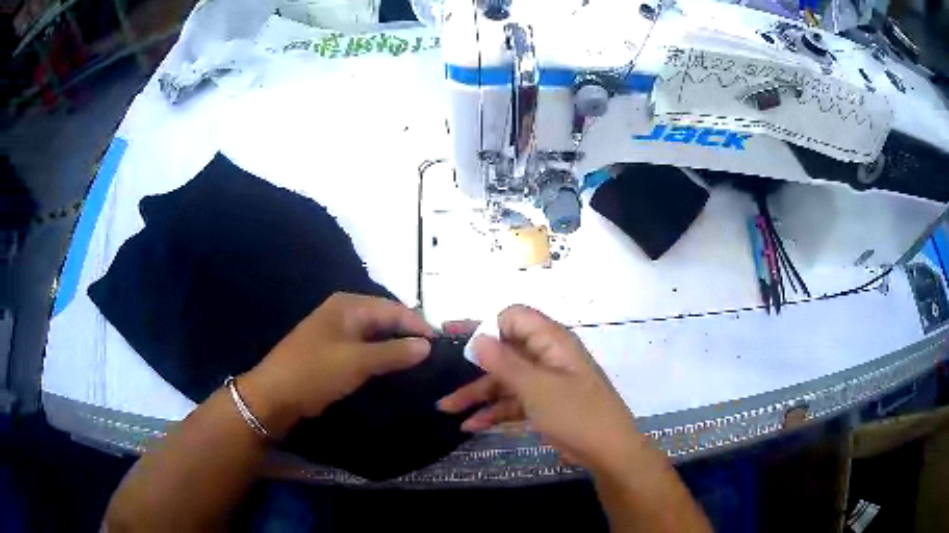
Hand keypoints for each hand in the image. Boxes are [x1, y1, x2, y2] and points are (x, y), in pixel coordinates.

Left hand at [238, 293, 433, 438]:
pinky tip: (394, 370)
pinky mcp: (333, 351)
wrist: (275, 395)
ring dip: (395, 348)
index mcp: (349, 305)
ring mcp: (337, 332)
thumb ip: (394, 352)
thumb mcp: (358, 362)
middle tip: (434, 357)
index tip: (442, 346)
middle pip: (385, 319)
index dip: (418, 326)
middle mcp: (344, 312)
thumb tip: (427, 345)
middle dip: (408, 336)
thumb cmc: (315, 372)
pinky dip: (380, 357)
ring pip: (375, 335)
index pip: (394, 309)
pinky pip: (364, 348)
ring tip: (420, 365)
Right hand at [439, 305, 644, 476]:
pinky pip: (514, 400)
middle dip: (474, 365)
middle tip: (441, 367)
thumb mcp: (536, 387)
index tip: (459, 341)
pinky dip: (494, 411)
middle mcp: (547, 356)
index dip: (487, 326)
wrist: (608, 451)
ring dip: (477, 394)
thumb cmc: (575, 413)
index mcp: (551, 341)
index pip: (514, 317)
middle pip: (505, 352)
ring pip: (506, 380)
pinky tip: (470, 425)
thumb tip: (478, 337)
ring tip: (446, 408)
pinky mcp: (545, 403)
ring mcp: (546, 382)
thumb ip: (504, 362)